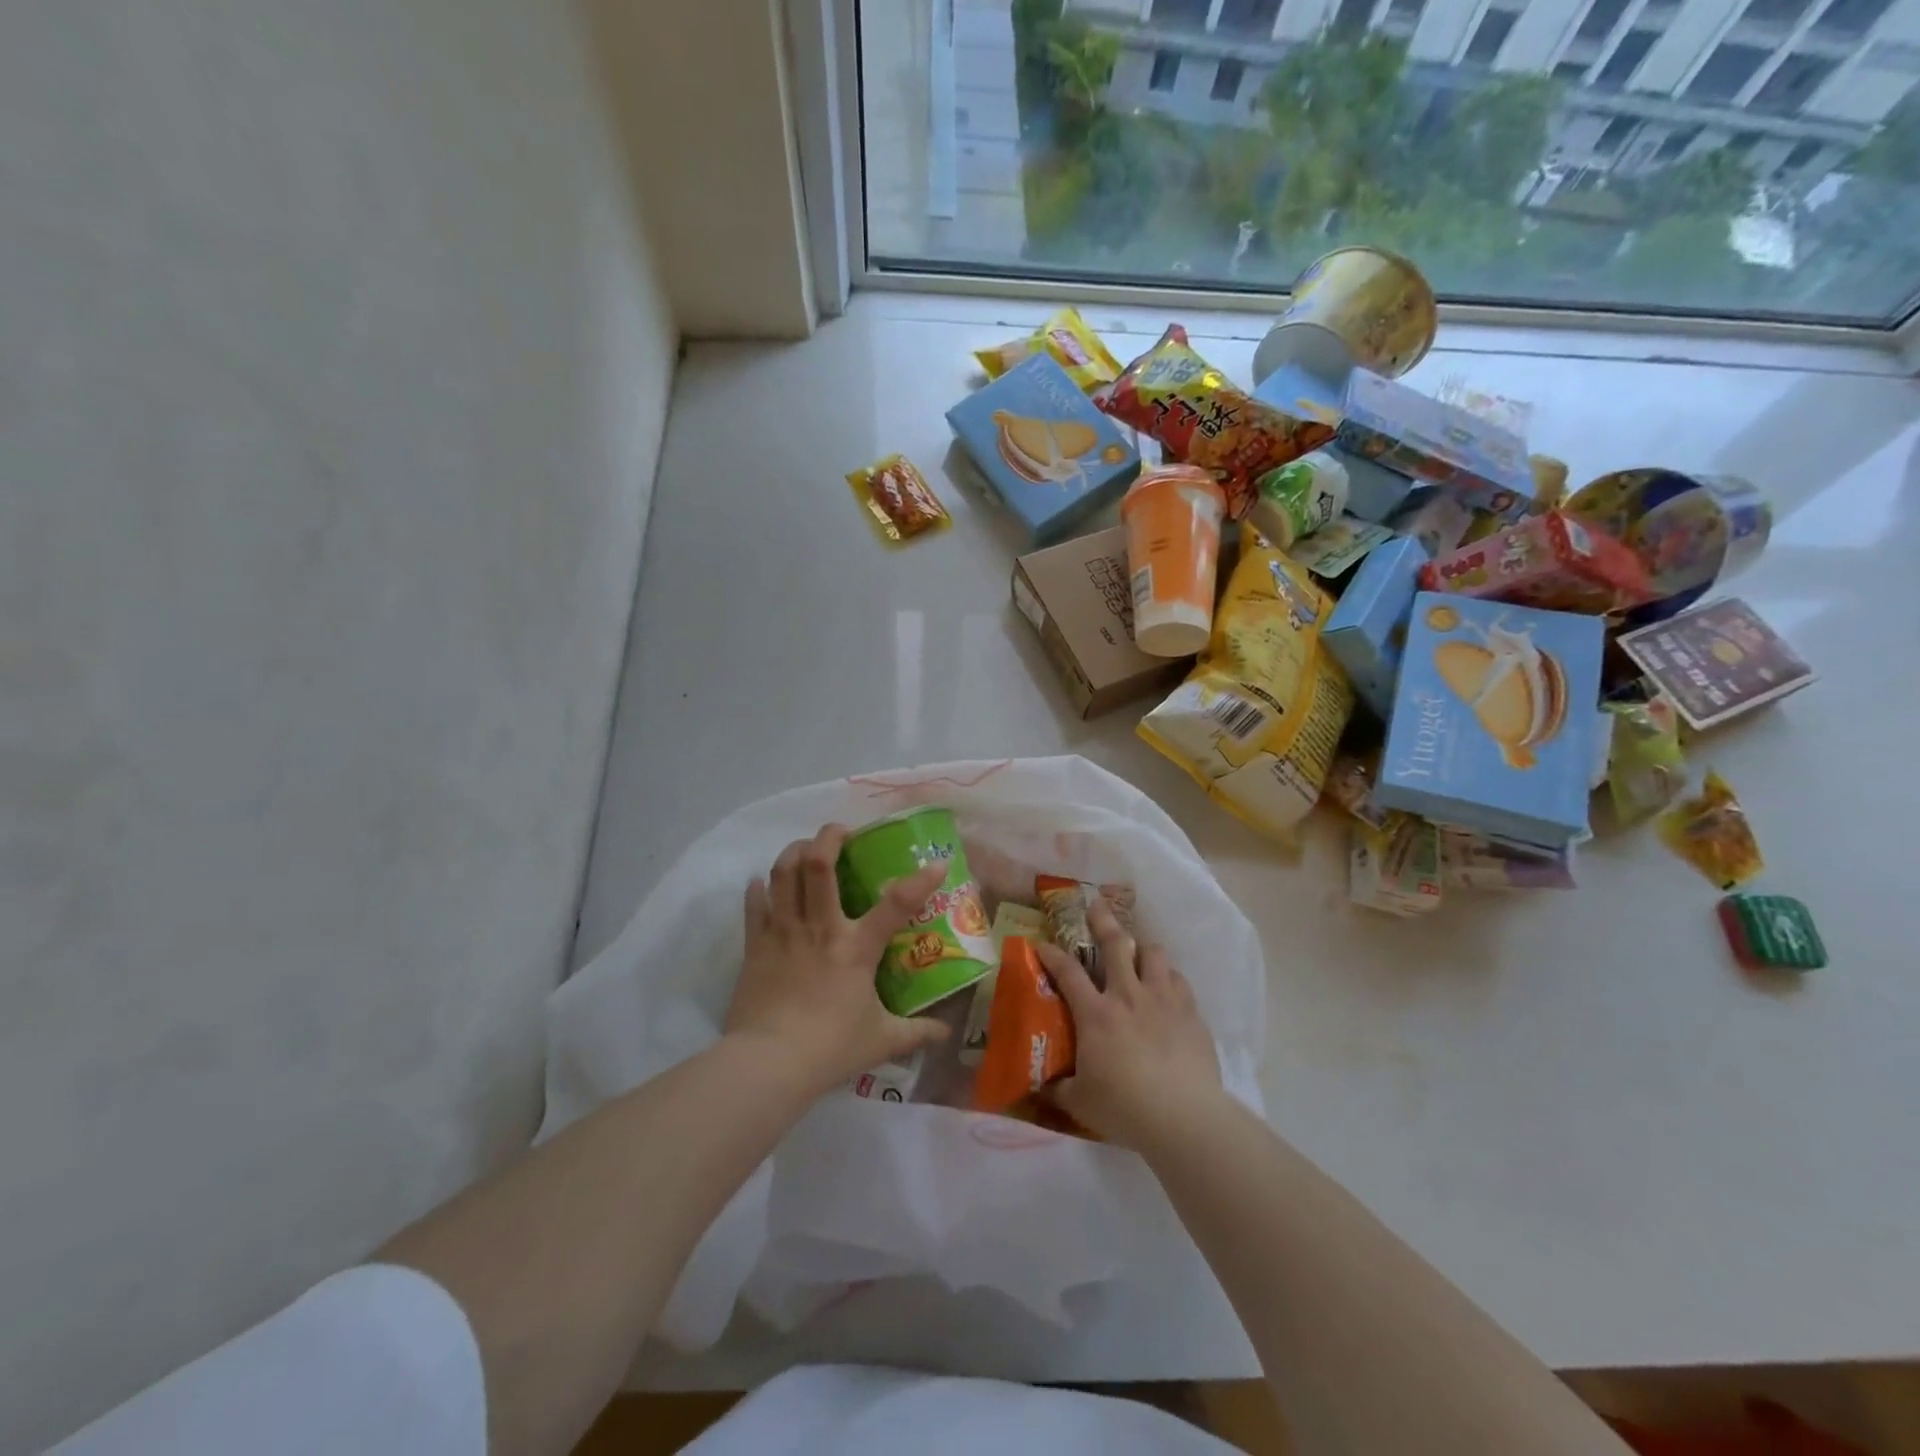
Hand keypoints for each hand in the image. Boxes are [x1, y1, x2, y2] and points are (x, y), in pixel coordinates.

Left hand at [724, 823, 950, 1094]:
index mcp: (856, 947)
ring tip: (805, 848)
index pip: (896, 904)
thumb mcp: (882, 1041)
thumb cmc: (830, 1048)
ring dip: (794, 851)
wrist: (768, 1064)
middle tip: (841, 832)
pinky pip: (754, 904)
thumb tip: (945, 1033)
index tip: (936, 864)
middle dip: (829, 837)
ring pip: (783, 872)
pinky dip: (758, 888)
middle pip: (818, 864)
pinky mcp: (755, 945)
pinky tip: (762, 883)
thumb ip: (916, 1033)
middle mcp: (820, 927)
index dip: (920, 880)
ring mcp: (783, 932)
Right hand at [1038, 897, 1222, 1149]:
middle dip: (1103, 921)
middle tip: (1096, 906)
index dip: (1051, 953)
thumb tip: (1042, 1087)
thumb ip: (1059, 1088)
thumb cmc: (1125, 1108)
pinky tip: (1166, 988)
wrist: (1184, 1117)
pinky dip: (1168, 978)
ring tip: (1138, 952)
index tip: (1042, 943)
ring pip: (1153, 953)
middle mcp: (1128, 995)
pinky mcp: (1190, 1012)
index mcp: (1095, 1013)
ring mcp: (1163, 999)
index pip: (1067, 971)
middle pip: (1115, 943)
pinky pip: (1178, 980)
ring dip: (1142, 949)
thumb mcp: (1079, 1102)